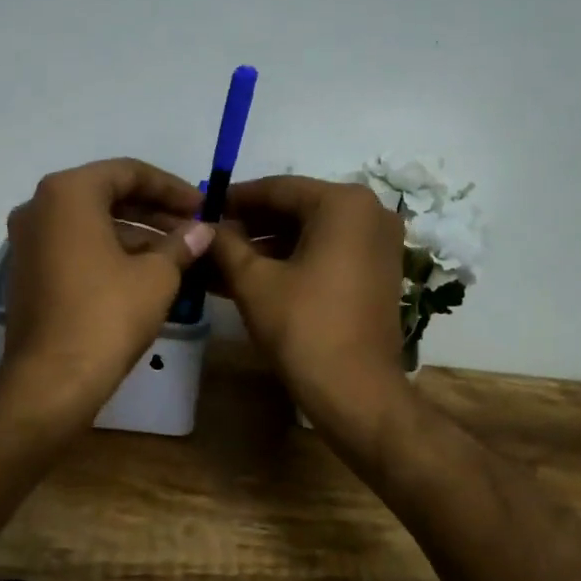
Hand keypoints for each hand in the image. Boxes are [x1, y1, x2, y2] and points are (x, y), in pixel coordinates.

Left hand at [1, 159, 212, 422]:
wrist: (51, 380)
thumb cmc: (107, 315)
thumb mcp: (156, 276)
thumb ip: (181, 244)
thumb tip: (202, 230)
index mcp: (68, 193)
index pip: (127, 172)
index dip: (171, 188)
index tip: (201, 206)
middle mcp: (39, 208)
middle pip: (107, 196)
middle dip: (154, 212)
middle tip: (192, 229)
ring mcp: (28, 243)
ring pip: (92, 225)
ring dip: (136, 235)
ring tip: (178, 256)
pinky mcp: (28, 274)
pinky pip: (76, 249)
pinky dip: (110, 254)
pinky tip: (146, 275)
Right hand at [211, 176, 411, 438]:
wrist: (356, 391)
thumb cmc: (303, 328)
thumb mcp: (254, 282)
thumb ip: (226, 245)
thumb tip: (205, 226)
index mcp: (344, 203)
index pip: (278, 189)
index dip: (235, 199)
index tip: (202, 208)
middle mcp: (369, 213)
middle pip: (296, 210)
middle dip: (250, 226)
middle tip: (209, 237)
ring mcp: (378, 244)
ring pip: (310, 235)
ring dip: (266, 248)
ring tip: (220, 262)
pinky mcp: (377, 273)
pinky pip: (326, 254)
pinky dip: (291, 263)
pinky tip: (250, 278)